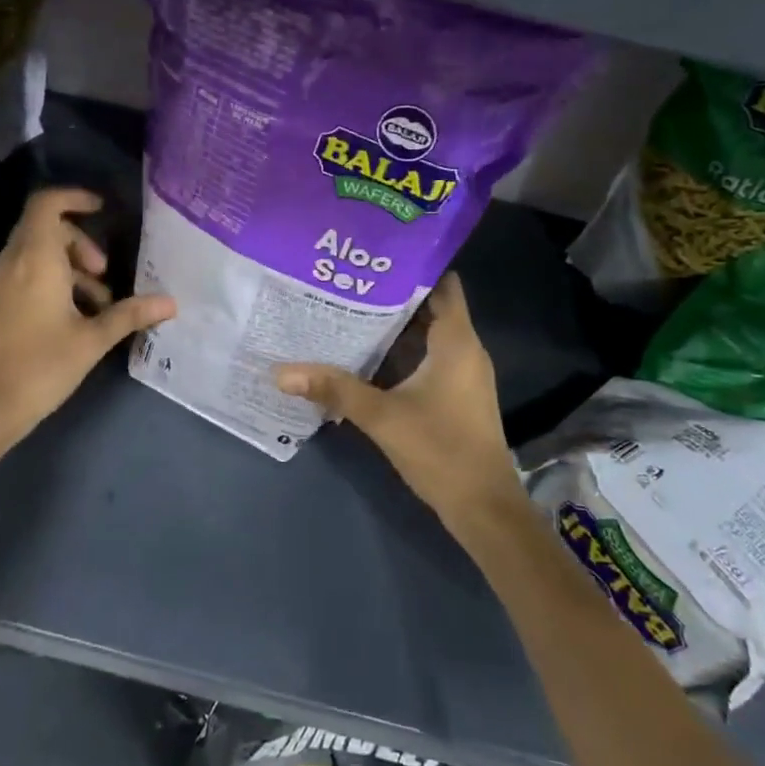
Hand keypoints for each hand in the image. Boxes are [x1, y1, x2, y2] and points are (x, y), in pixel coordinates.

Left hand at [0, 188, 175, 486]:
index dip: (74, 198)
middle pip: (46, 229)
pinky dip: (54, 282)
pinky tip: (76, 319)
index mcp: (35, 259)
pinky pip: (28, 274)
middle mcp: (14, 262)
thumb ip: (130, 315)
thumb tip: (171, 302)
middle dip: (81, 243)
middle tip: (105, 273)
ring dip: (71, 267)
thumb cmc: (39, 366)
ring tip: (100, 305)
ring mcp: (1, 283)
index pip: (47, 204)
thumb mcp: (92, 340)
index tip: (102, 209)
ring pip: (38, 254)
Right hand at [273, 273, 526, 536]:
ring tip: (349, 310)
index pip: (442, 284)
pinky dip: (401, 353)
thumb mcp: (382, 416)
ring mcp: (462, 374)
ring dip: (394, 326)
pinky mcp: (456, 395)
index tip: (375, 257)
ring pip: (427, 336)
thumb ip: (334, 389)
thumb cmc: (441, 450)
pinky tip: (366, 356)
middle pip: (430, 308)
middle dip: (391, 295)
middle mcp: (465, 350)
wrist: (484, 508)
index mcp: (457, 341)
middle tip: (347, 283)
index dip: (413, 267)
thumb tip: (280, 371)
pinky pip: (428, 358)